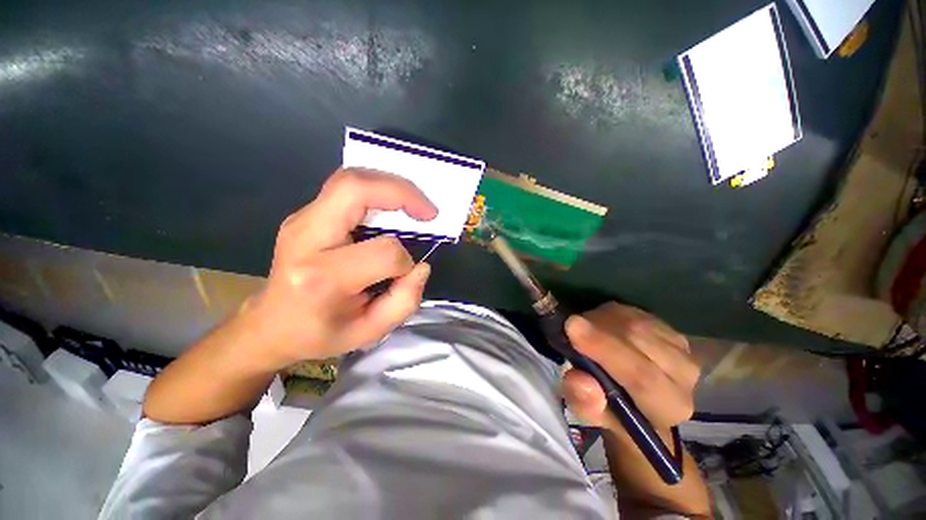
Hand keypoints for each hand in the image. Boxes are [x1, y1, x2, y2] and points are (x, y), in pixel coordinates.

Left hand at [242, 168, 437, 368]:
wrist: (270, 324)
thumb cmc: (319, 332)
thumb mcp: (368, 332)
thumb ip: (404, 301)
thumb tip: (421, 266)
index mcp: (322, 277)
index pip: (382, 252)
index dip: (405, 261)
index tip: (406, 273)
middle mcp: (306, 238)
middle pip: (355, 190)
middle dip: (402, 193)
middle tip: (428, 212)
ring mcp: (301, 220)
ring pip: (350, 180)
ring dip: (391, 186)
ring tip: (415, 205)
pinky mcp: (306, 215)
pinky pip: (346, 189)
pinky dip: (377, 190)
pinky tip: (392, 206)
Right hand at [562, 302, 699, 434]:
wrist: (636, 399)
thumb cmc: (610, 410)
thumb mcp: (588, 414)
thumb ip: (584, 402)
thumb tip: (580, 379)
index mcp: (668, 407)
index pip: (641, 376)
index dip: (605, 349)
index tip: (571, 326)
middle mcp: (684, 375)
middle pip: (638, 339)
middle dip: (597, 328)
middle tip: (570, 325)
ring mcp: (680, 347)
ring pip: (634, 321)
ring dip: (601, 321)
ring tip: (584, 331)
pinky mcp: (669, 327)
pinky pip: (633, 312)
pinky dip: (609, 315)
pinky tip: (600, 326)